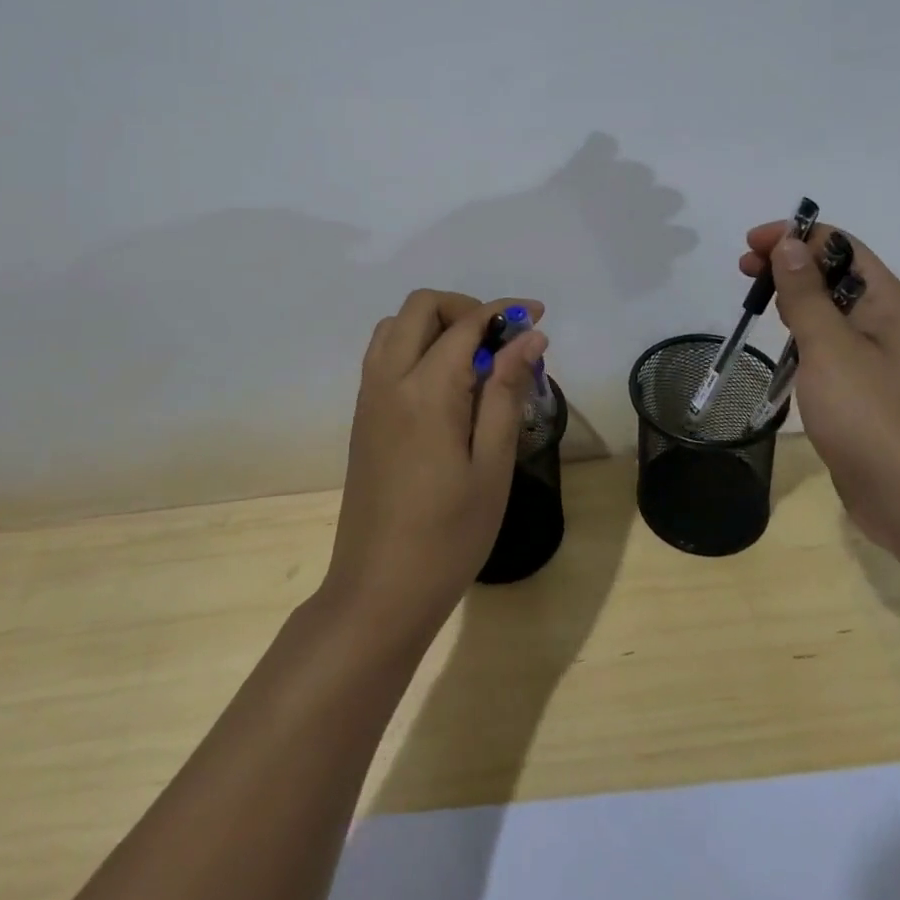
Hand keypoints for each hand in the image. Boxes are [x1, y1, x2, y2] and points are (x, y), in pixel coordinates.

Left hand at [320, 290, 547, 641]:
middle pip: (420, 307)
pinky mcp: (362, 416)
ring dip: (435, 323)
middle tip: (501, 339)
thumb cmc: (448, 536)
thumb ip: (506, 392)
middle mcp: (389, 380)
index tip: (537, 316)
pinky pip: (383, 353)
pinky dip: (414, 344)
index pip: (465, 324)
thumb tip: (529, 337)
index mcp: (425, 391)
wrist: (379, 592)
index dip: (504, 311)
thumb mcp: (492, 465)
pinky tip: (444, 384)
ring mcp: (369, 397)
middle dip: (465, 307)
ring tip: (474, 358)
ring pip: (394, 325)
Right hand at [740, 222, 899, 556]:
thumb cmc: (870, 416)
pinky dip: (800, 333)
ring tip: (756, 302)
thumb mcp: (829, 347)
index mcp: (887, 302)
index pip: (840, 246)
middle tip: (744, 272)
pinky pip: (827, 343)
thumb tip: (789, 244)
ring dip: (792, 297)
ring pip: (828, 308)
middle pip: (832, 273)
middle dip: (788, 264)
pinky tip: (780, 346)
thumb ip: (806, 294)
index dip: (795, 236)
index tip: (751, 245)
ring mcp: (874, 356)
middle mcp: (885, 321)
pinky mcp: (861, 387)